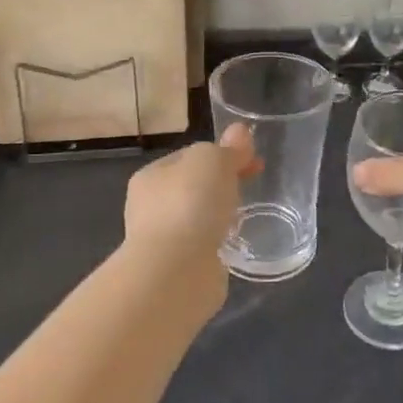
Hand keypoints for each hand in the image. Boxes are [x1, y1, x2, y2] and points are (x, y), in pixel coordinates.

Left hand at [122, 124, 256, 305]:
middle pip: (193, 186)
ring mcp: (162, 240)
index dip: (222, 154)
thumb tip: (241, 132)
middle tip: (252, 185)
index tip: (252, 161)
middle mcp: (150, 207)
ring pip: (197, 217)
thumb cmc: (189, 204)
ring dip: (218, 215)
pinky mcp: (177, 268)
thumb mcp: (213, 160)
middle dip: (221, 185)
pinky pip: (202, 245)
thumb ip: (228, 148)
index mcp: (151, 176)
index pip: (190, 156)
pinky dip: (217, 242)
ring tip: (245, 217)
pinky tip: (233, 243)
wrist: (176, 271)